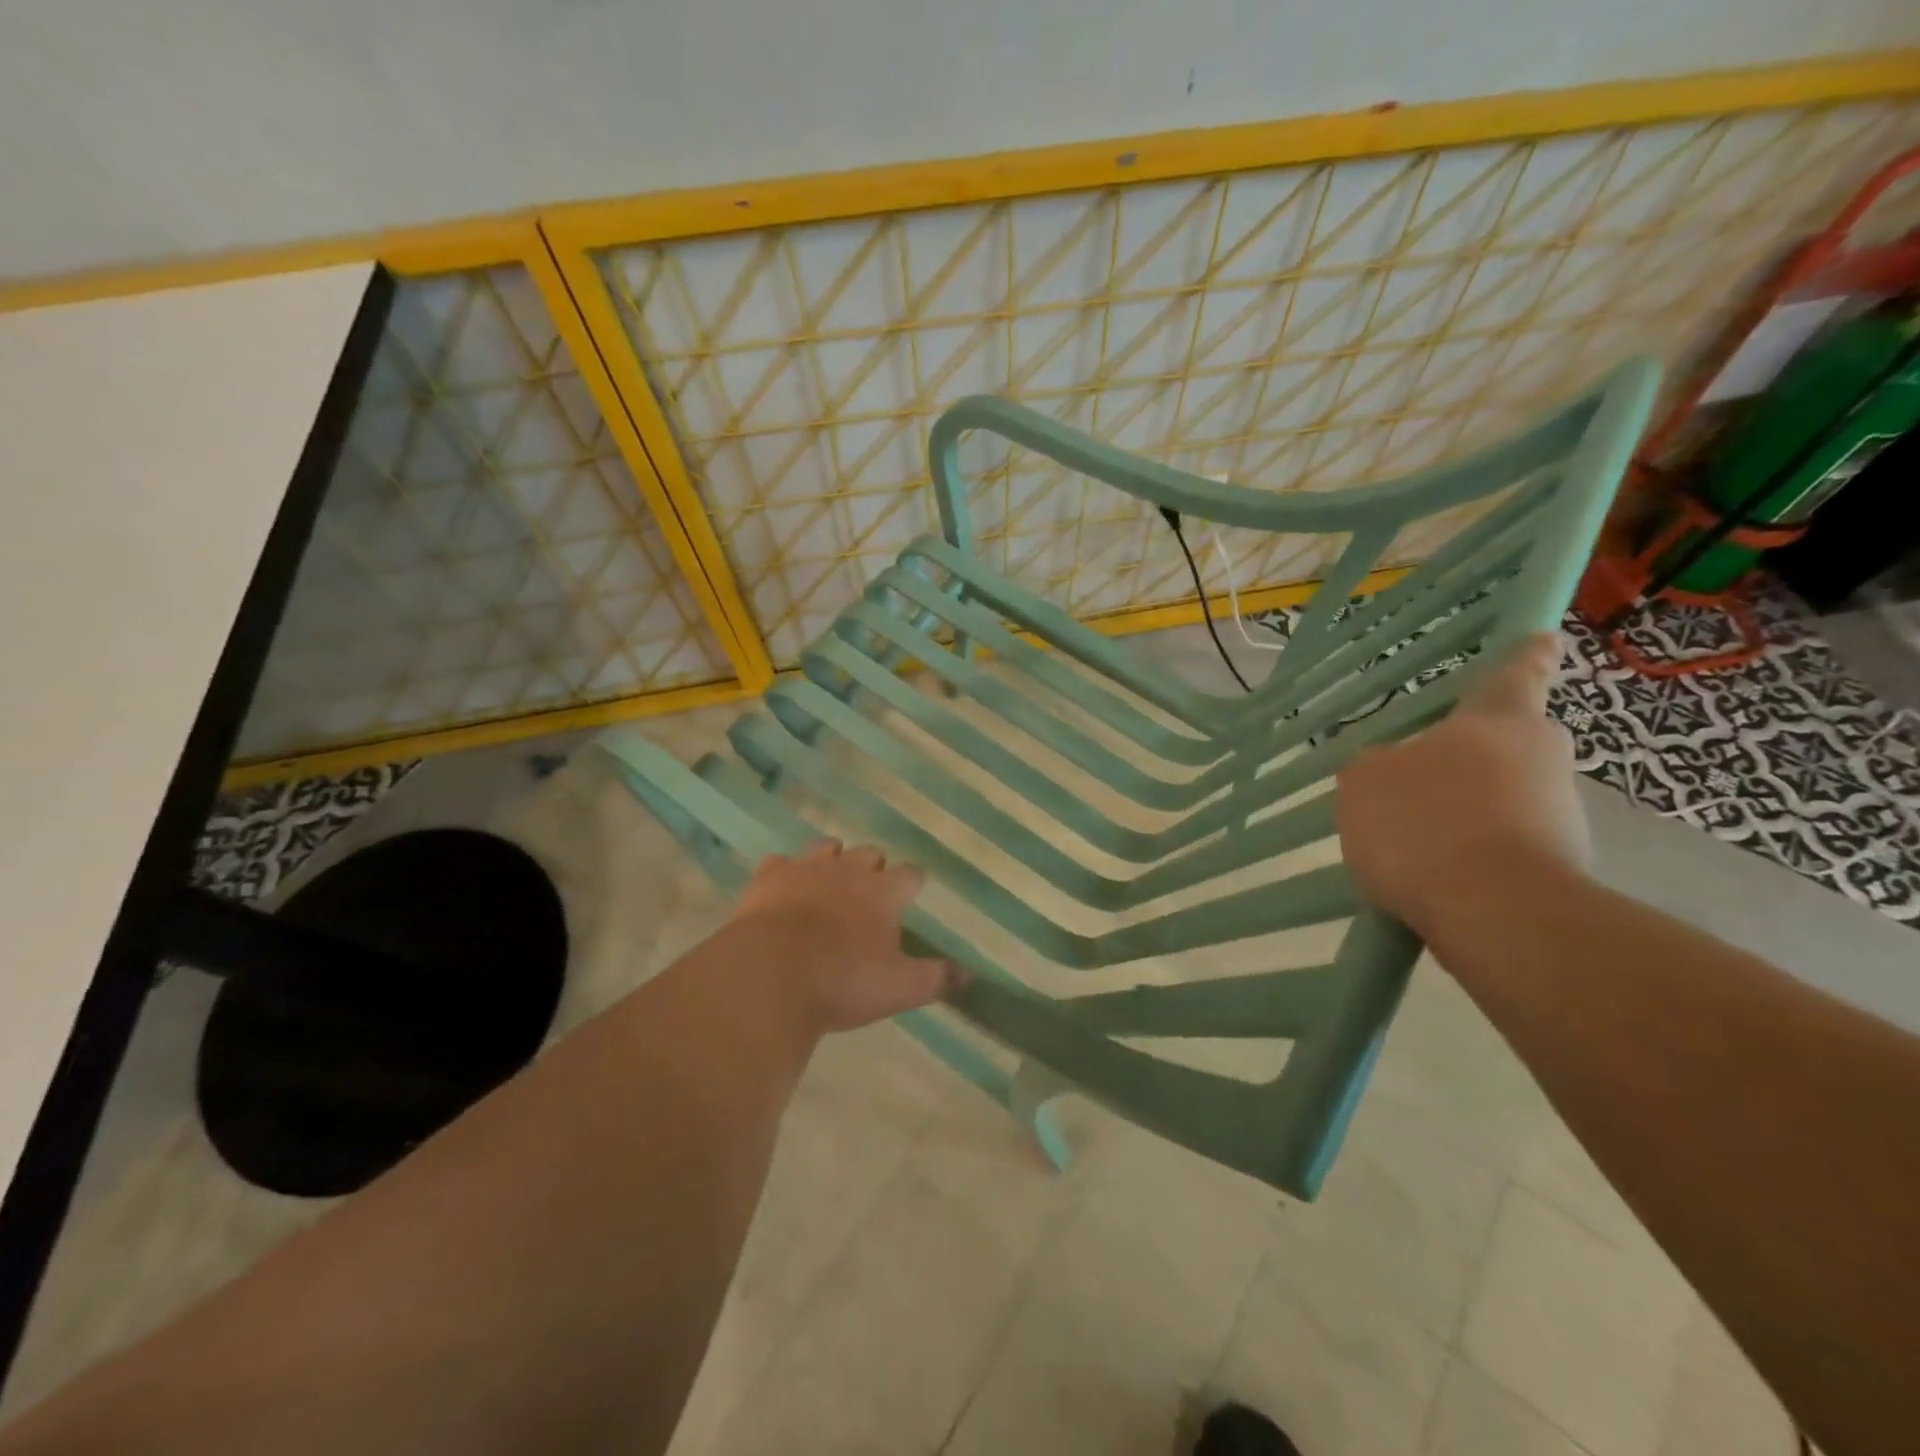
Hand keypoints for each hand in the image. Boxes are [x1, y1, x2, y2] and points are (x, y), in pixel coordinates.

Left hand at [726, 840, 959, 1032]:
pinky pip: (779, 862)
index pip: (910, 875)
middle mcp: (848, 870)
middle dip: (873, 867)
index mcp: (883, 893)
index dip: (914, 881)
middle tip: (870, 890)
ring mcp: (805, 868)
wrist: (770, 975)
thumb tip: (970, 974)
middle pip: (869, 853)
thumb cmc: (843, 981)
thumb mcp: (900, 988)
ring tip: (830, 880)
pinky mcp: (768, 877)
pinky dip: (784, 873)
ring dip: (832, 860)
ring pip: (826, 848)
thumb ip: (936, 977)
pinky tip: (782, 888)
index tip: (915, 889)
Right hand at [1336, 632, 1590, 937]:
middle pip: (1505, 744)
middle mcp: (1540, 758)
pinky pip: (1498, 846)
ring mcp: (1558, 816)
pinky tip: (1427, 879)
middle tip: (1420, 776)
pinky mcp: (1558, 868)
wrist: (1497, 916)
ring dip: (1463, 811)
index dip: (1524, 655)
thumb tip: (1388, 770)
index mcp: (1498, 721)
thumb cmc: (1426, 823)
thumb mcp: (1365, 781)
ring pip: (1501, 798)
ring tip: (1407, 845)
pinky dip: (1467, 854)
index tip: (1544, 638)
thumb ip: (1373, 765)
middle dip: (1471, 755)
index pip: (1514, 674)